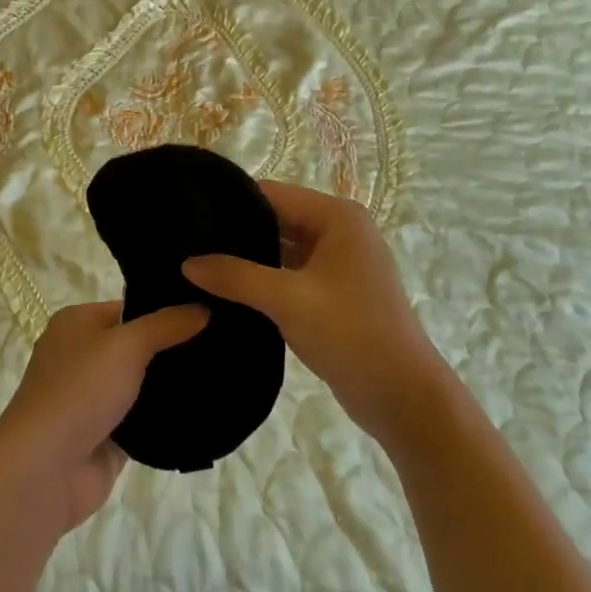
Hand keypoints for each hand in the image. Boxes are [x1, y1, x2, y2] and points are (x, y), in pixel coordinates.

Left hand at [0, 300, 207, 531]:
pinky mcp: (107, 435)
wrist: (45, 470)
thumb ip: (166, 325)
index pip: (130, 306)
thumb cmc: (80, 390)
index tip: (209, 310)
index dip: (166, 308)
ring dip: (172, 384)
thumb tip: (204, 307)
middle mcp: (83, 355)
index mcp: (77, 323)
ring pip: (143, 384)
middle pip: (138, 345)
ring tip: (223, 373)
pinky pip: (143, 419)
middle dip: (174, 347)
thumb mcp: (126, 345)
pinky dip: (166, 417)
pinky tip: (204, 408)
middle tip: (224, 343)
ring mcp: (94, 398)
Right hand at [183, 182, 451, 445]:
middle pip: (277, 219)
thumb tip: (187, 263)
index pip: (272, 194)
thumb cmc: (351, 334)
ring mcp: (339, 263)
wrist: (403, 397)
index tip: (190, 217)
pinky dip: (265, 280)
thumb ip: (235, 276)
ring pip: (282, 248)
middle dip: (238, 233)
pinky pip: (290, 273)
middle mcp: (340, 231)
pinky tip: (228, 291)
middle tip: (188, 245)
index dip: (232, 203)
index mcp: (337, 217)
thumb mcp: (288, 300)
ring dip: (250, 259)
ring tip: (200, 266)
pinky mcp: (335, 292)